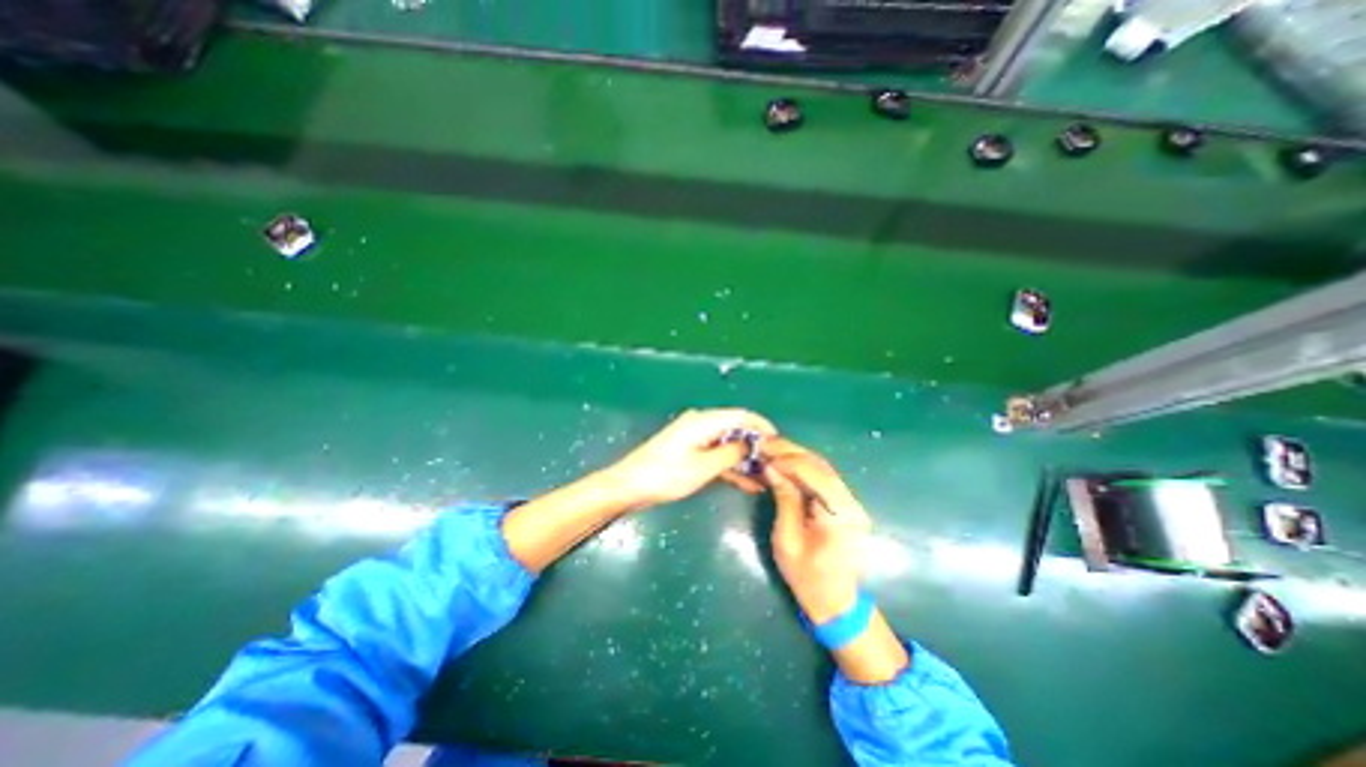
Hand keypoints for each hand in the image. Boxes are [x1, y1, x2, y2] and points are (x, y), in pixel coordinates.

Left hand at [608, 407, 778, 507]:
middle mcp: (701, 423)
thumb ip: (730, 453)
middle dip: (755, 445)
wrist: (629, 485)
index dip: (762, 426)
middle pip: (735, 428)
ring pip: (727, 443)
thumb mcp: (703, 467)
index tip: (780, 443)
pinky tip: (746, 482)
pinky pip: (716, 454)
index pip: (741, 415)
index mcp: (703, 421)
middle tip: (775, 464)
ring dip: (744, 459)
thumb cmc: (665, 476)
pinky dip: (730, 466)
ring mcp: (694, 437)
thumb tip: (748, 444)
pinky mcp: (689, 450)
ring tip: (765, 477)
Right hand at [763, 436, 868, 623]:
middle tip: (765, 443)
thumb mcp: (787, 541)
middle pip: (821, 466)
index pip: (816, 475)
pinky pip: (823, 477)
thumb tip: (772, 468)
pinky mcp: (844, 503)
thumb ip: (784, 500)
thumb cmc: (808, 578)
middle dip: (791, 452)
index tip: (764, 452)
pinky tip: (785, 462)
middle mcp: (851, 503)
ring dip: (795, 456)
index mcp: (841, 516)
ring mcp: (851, 502)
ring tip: (771, 449)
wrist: (835, 602)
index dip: (789, 460)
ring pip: (823, 468)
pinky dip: (802, 467)